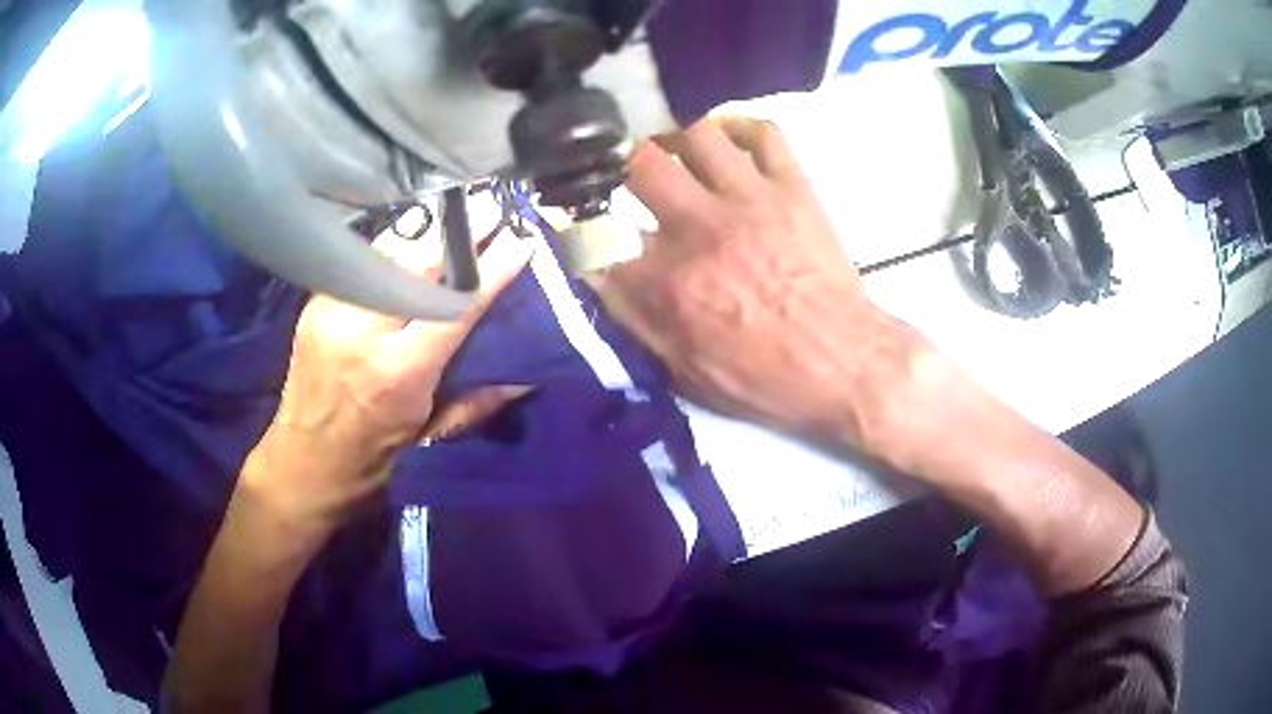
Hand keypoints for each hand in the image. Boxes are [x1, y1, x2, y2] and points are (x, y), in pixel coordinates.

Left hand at [243, 230, 532, 536]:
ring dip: (426, 233)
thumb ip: (478, 403)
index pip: (454, 305)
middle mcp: (363, 333)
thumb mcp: (430, 440)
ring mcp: (332, 312)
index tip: (520, 239)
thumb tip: (525, 376)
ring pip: (387, 253)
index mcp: (399, 373)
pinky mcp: (314, 305)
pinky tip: (412, 241)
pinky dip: (392, 249)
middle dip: (459, 233)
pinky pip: (361, 263)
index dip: (491, 269)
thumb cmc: (373, 460)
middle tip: (491, 208)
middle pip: (417, 264)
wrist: (304, 464)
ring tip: (456, 215)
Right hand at [591, 118, 928, 450]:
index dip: (573, 219)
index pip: (597, 233)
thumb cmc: (764, 378)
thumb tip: (592, 272)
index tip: (569, 211)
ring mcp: (751, 199)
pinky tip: (726, 139)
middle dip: (616, 158)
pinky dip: (739, 127)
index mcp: (669, 281)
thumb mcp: (683, 369)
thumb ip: (632, 317)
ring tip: (667, 144)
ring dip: (672, 133)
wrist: (844, 363)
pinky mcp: (793, 188)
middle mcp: (701, 227)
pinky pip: (764, 133)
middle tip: (617, 164)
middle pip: (639, 163)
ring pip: (697, 133)